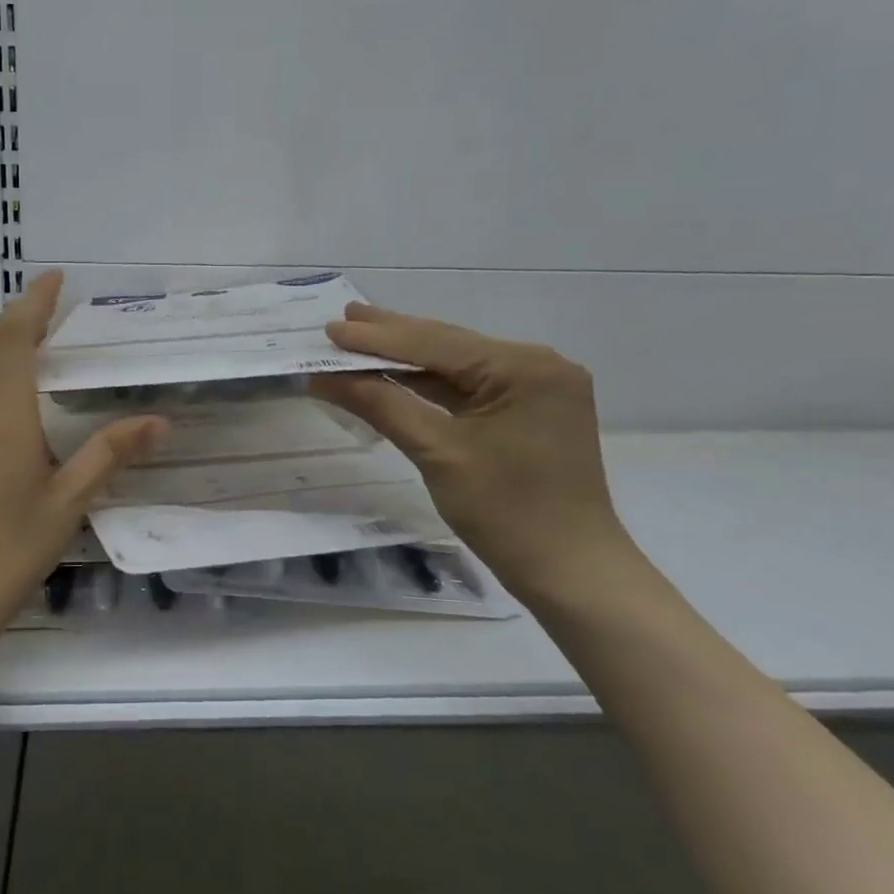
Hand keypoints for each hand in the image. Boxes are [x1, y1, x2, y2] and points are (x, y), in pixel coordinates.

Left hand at [0, 271, 167, 652]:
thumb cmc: (7, 552)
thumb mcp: (67, 504)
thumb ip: (110, 454)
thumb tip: (158, 420)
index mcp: (2, 417)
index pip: (13, 340)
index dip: (32, 304)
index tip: (54, 279)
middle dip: (17, 321)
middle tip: (52, 314)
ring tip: (30, 350)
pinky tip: (1, 403)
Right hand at [310, 304, 632, 606]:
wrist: (570, 572)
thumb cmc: (506, 512)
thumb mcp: (437, 453)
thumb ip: (381, 404)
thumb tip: (324, 376)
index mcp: (523, 367)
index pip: (435, 343)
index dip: (377, 337)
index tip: (330, 328)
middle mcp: (536, 365)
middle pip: (448, 346)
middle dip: (392, 337)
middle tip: (342, 321)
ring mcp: (536, 388)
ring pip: (457, 366)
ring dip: (407, 359)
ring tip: (359, 341)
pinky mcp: (530, 411)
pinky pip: (470, 388)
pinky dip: (429, 385)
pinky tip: (395, 375)